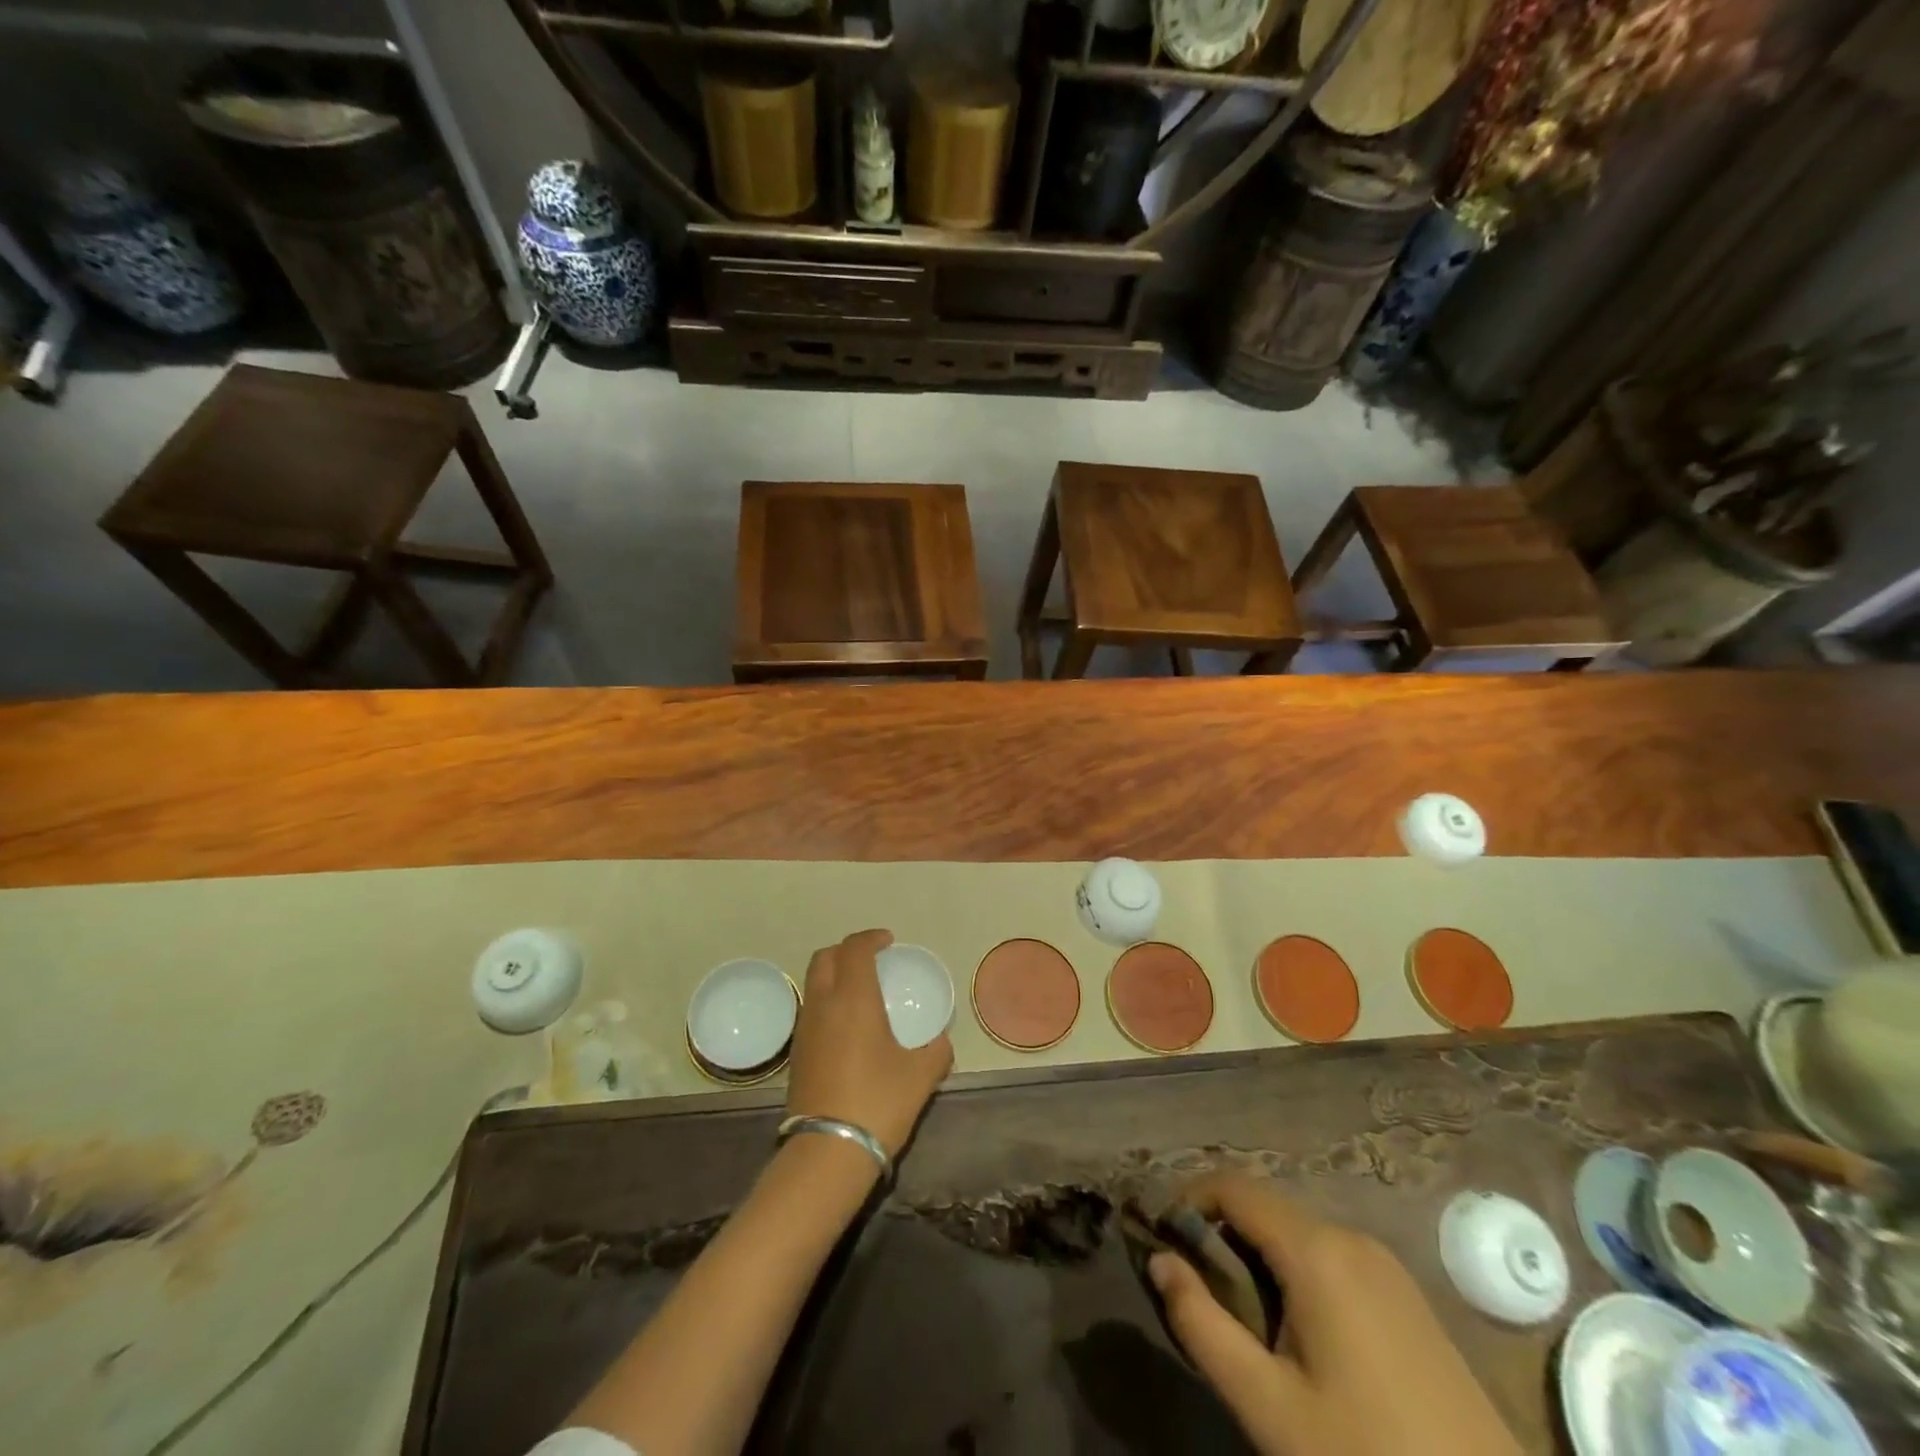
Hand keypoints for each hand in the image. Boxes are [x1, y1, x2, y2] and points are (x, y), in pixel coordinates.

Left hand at [786, 930, 951, 1158]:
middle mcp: (823, 1004)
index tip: (888, 942)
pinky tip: (846, 1027)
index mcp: (854, 998)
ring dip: (833, 976)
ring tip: (859, 992)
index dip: (871, 938)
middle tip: (870, 960)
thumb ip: (936, 1051)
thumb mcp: (921, 1076)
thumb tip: (941, 1042)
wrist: (828, 1152)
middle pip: (824, 957)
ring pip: (813, 983)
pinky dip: (826, 1002)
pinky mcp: (796, 1054)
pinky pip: (810, 1010)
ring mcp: (805, 1029)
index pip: (855, 949)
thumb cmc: (878, 1102)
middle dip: (846, 950)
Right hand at [1149, 1176, 1518, 1455]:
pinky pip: (1330, 1257)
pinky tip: (1294, 1332)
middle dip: (1219, 1233)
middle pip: (1264, 1208)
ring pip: (1295, 1232)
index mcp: (1316, 1250)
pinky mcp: (1406, 1295)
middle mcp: (1350, 1236)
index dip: (1187, 1200)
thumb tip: (1158, 1261)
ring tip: (1236, 1315)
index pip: (1232, 1187)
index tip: (1159, 1238)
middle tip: (1192, 1287)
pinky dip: (1293, 1271)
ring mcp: (1385, 1264)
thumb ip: (1202, 1324)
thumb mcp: (1269, 1405)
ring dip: (1255, 1254)